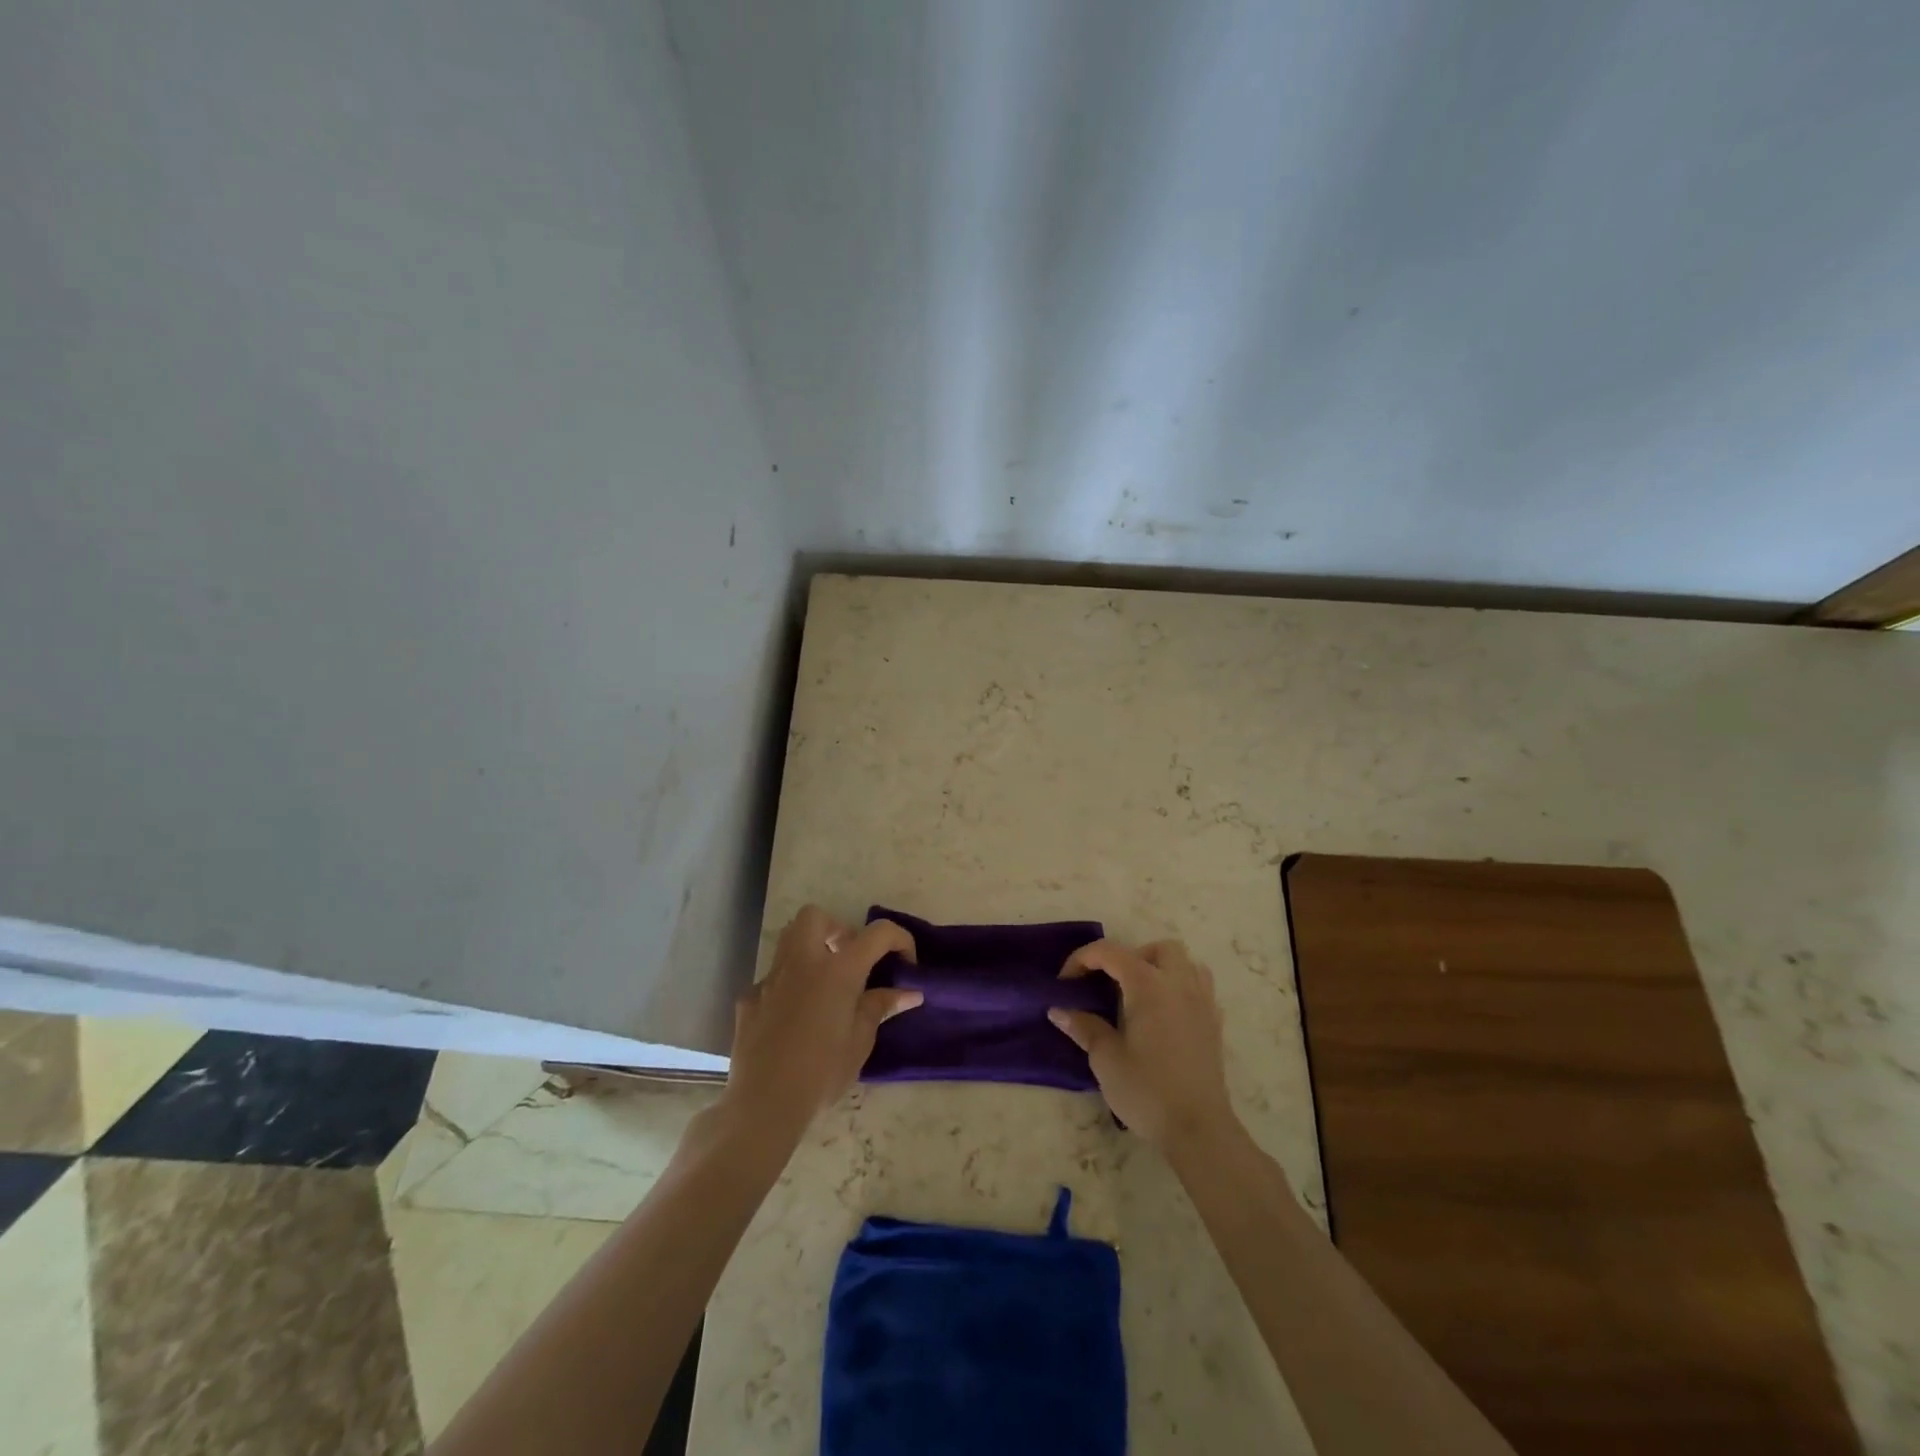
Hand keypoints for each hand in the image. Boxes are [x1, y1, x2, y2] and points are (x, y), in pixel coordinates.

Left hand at [719, 906, 921, 1146]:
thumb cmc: (822, 1072)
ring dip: (811, 950)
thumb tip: (909, 992)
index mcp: (838, 970)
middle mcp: (802, 963)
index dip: (899, 940)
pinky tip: (794, 1020)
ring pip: (788, 940)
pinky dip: (788, 988)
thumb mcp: (860, 1041)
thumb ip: (881, 1007)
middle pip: (816, 916)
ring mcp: (770, 978)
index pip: (878, 933)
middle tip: (850, 960)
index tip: (906, 964)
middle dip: (837, 929)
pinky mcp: (749, 998)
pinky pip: (772, 979)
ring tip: (825, 986)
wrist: (764, 1103)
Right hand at [1049, 938, 1238, 1150]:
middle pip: (1157, 948)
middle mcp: (1179, 984)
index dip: (1082, 960)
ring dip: (1159, 967)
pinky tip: (1164, 1015)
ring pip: (1185, 962)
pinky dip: (1178, 987)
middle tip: (1109, 985)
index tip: (1065, 984)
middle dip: (1129, 957)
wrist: (1199, 1130)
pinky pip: (1198, 986)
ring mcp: (1202, 1002)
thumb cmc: (1147, 1091)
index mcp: (1149, 985)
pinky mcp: (1214, 1024)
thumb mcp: (1106, 1059)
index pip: (1110, 953)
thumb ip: (1084, 1027)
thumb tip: (1059, 1010)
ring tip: (1139, 995)